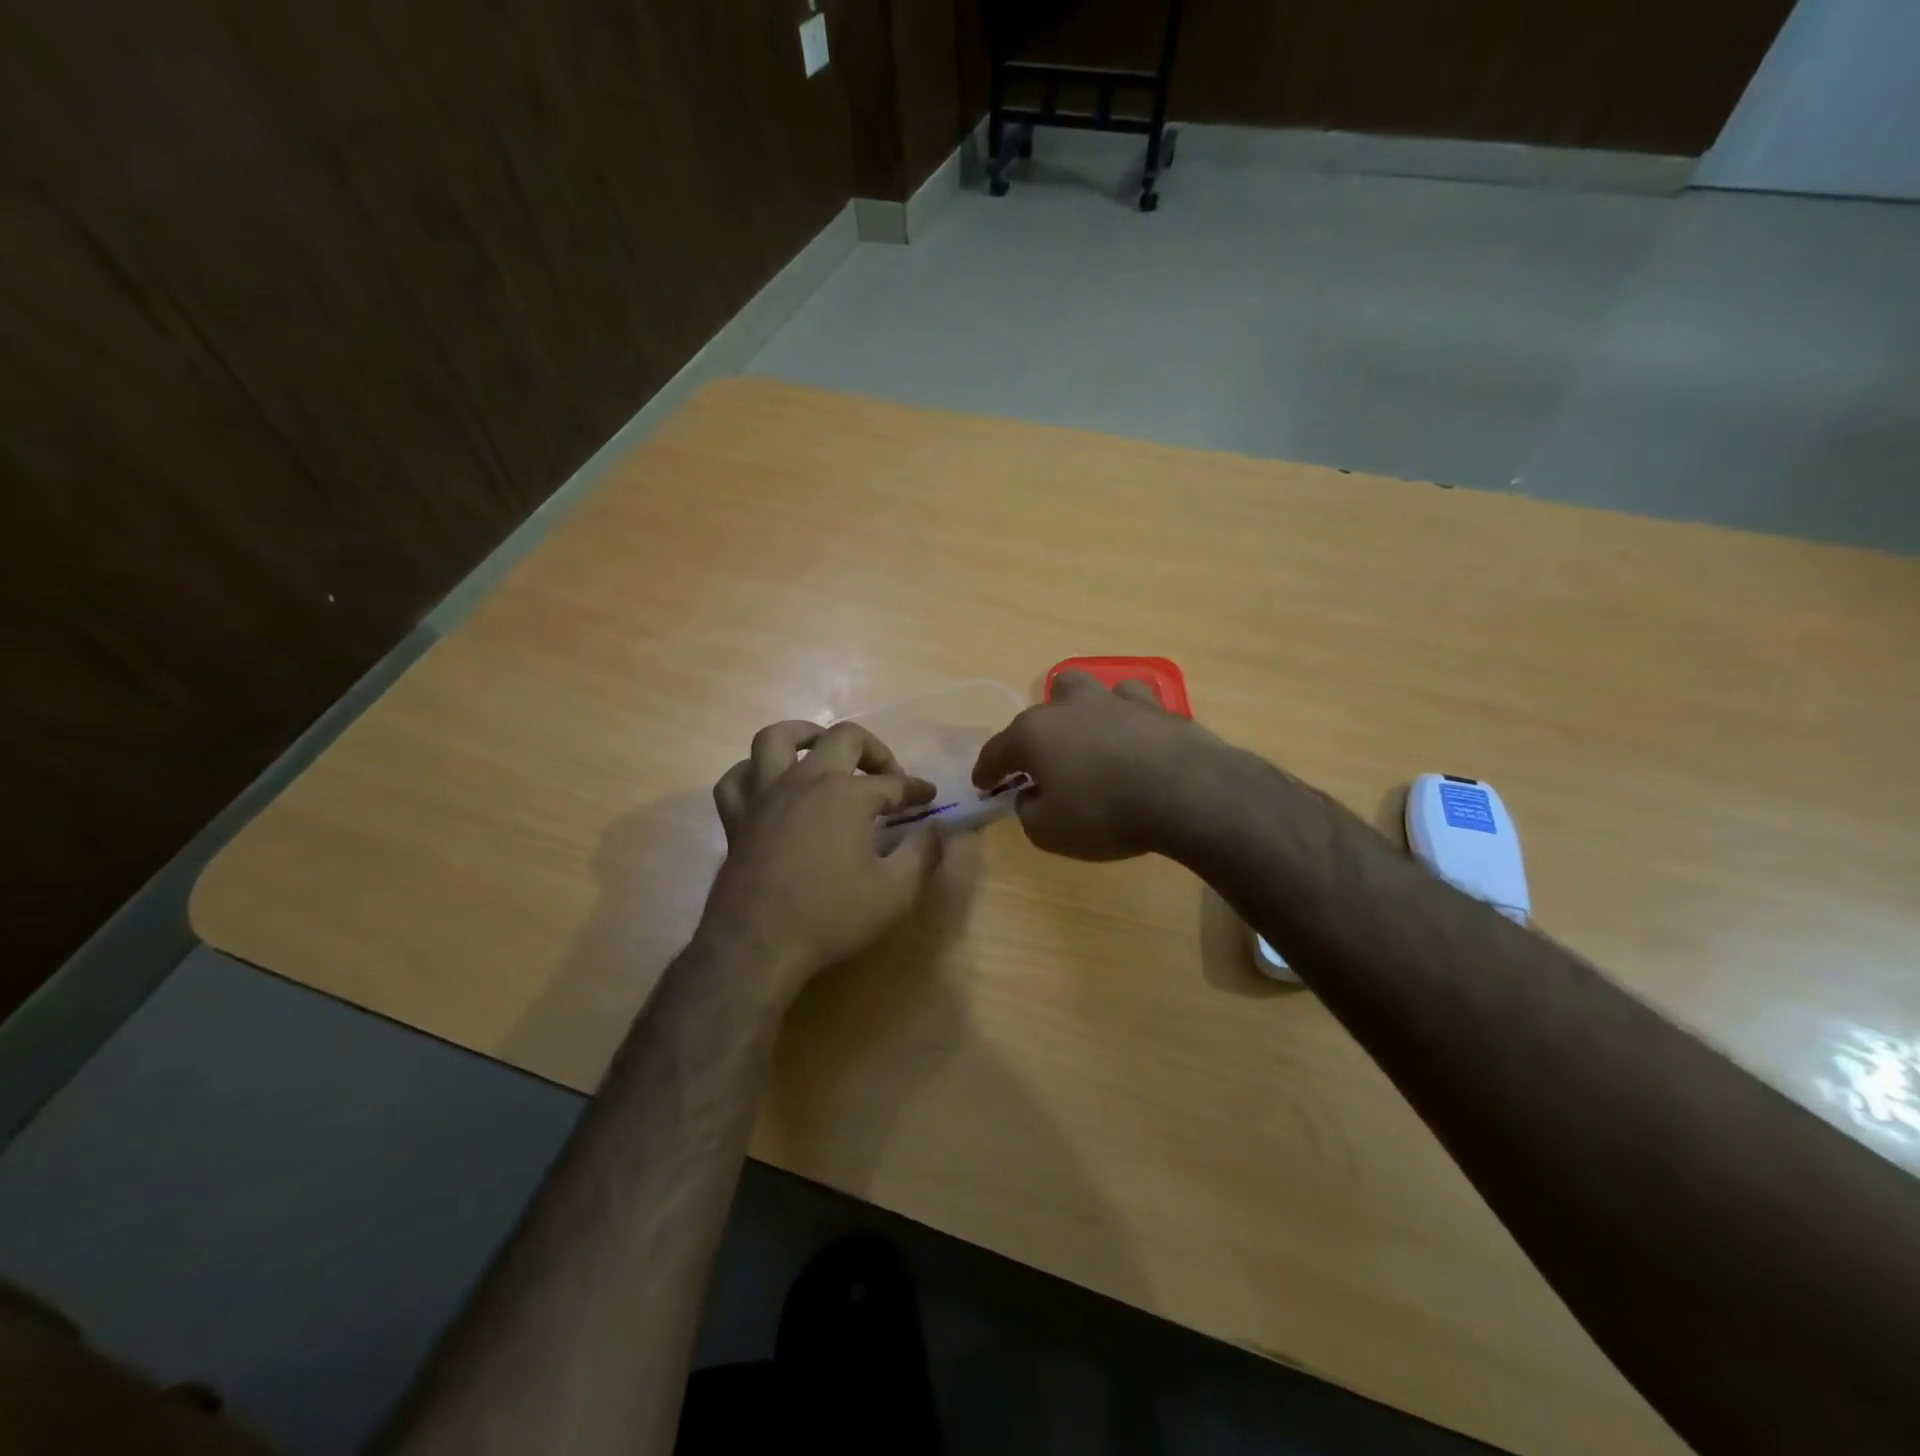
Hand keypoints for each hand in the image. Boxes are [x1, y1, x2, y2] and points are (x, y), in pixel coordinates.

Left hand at [703, 720, 942, 1006]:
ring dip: (805, 735)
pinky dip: (753, 773)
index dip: (916, 790)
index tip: (930, 798)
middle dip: (874, 750)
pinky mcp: (737, 818)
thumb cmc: (831, 917)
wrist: (758, 946)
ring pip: (777, 739)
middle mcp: (805, 780)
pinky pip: (737, 779)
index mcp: (847, 794)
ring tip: (822, 749)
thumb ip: (921, 854)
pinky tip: (768, 784)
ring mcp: (765, 795)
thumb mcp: (894, 892)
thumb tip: (936, 830)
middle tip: (886, 776)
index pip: (892, 783)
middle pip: (843, 739)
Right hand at [971, 670, 1218, 860]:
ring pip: (1085, 689)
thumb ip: (1029, 812)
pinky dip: (1125, 716)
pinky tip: (1132, 734)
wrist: (1187, 792)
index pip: (997, 751)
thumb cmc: (1105, 814)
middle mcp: (1069, 708)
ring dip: (1079, 711)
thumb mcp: (1049, 832)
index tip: (983, 785)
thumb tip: (1031, 796)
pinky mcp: (1156, 707)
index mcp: (1034, 734)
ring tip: (1087, 737)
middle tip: (1042, 762)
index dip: (987, 770)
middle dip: (1035, 732)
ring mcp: (1114, 701)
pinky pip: (1131, 701)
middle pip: (1040, 709)